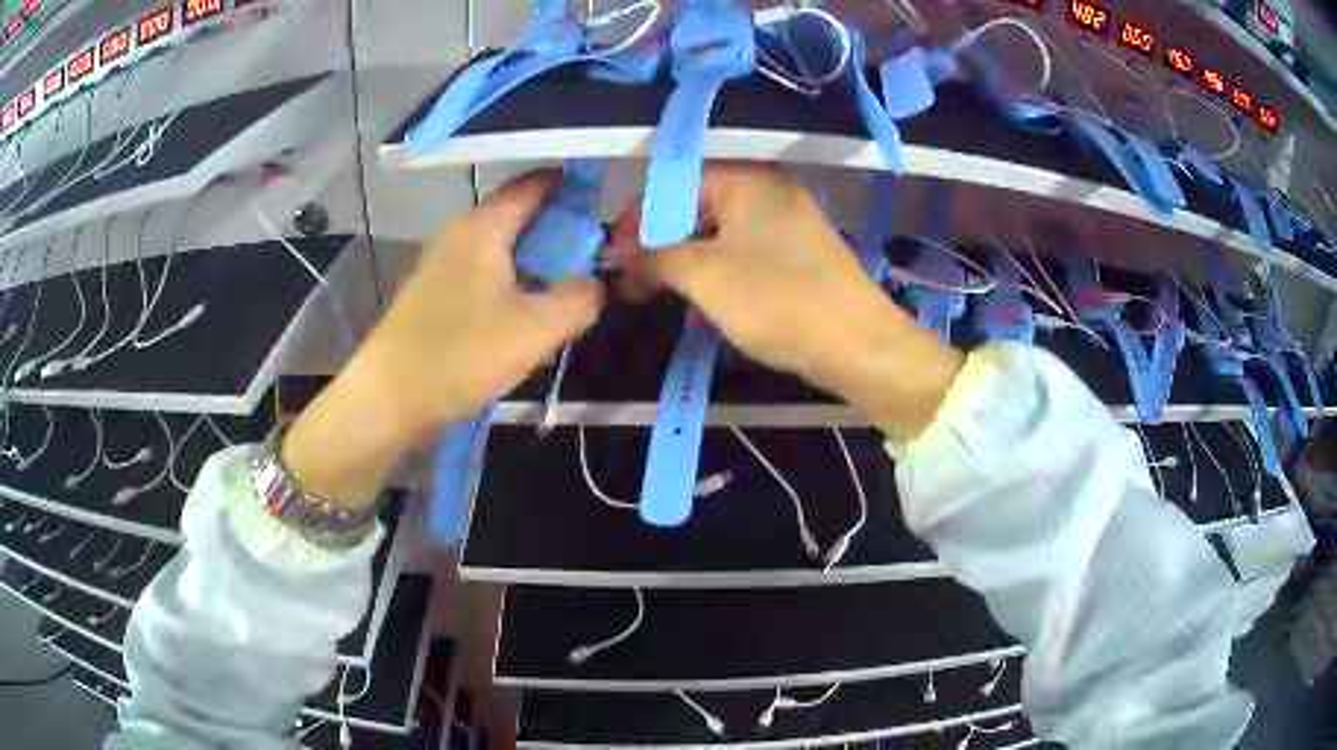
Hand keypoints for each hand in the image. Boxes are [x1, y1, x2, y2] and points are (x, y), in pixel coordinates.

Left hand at [283, 174, 603, 508]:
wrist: (389, 398)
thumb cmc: (460, 354)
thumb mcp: (535, 330)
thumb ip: (579, 300)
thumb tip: (595, 284)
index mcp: (483, 226)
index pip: (535, 184)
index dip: (573, 187)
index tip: (605, 204)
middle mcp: (461, 233)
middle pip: (519, 215)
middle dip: (559, 230)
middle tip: (594, 256)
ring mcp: (443, 263)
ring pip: (503, 248)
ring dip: (537, 261)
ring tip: (567, 289)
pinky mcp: (436, 293)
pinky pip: (485, 273)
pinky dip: (513, 282)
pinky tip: (527, 315)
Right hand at [612, 164, 962, 439]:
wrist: (859, 346)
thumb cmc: (779, 302)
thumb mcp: (706, 277)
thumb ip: (656, 256)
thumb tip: (618, 252)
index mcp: (747, 182)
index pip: (675, 184)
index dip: (638, 217)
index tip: (614, 255)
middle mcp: (769, 192)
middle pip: (696, 206)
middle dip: (658, 242)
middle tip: (632, 281)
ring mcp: (788, 224)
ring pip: (719, 232)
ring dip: (683, 260)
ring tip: (656, 293)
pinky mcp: (798, 256)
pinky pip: (743, 252)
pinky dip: (714, 270)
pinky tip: (698, 297)